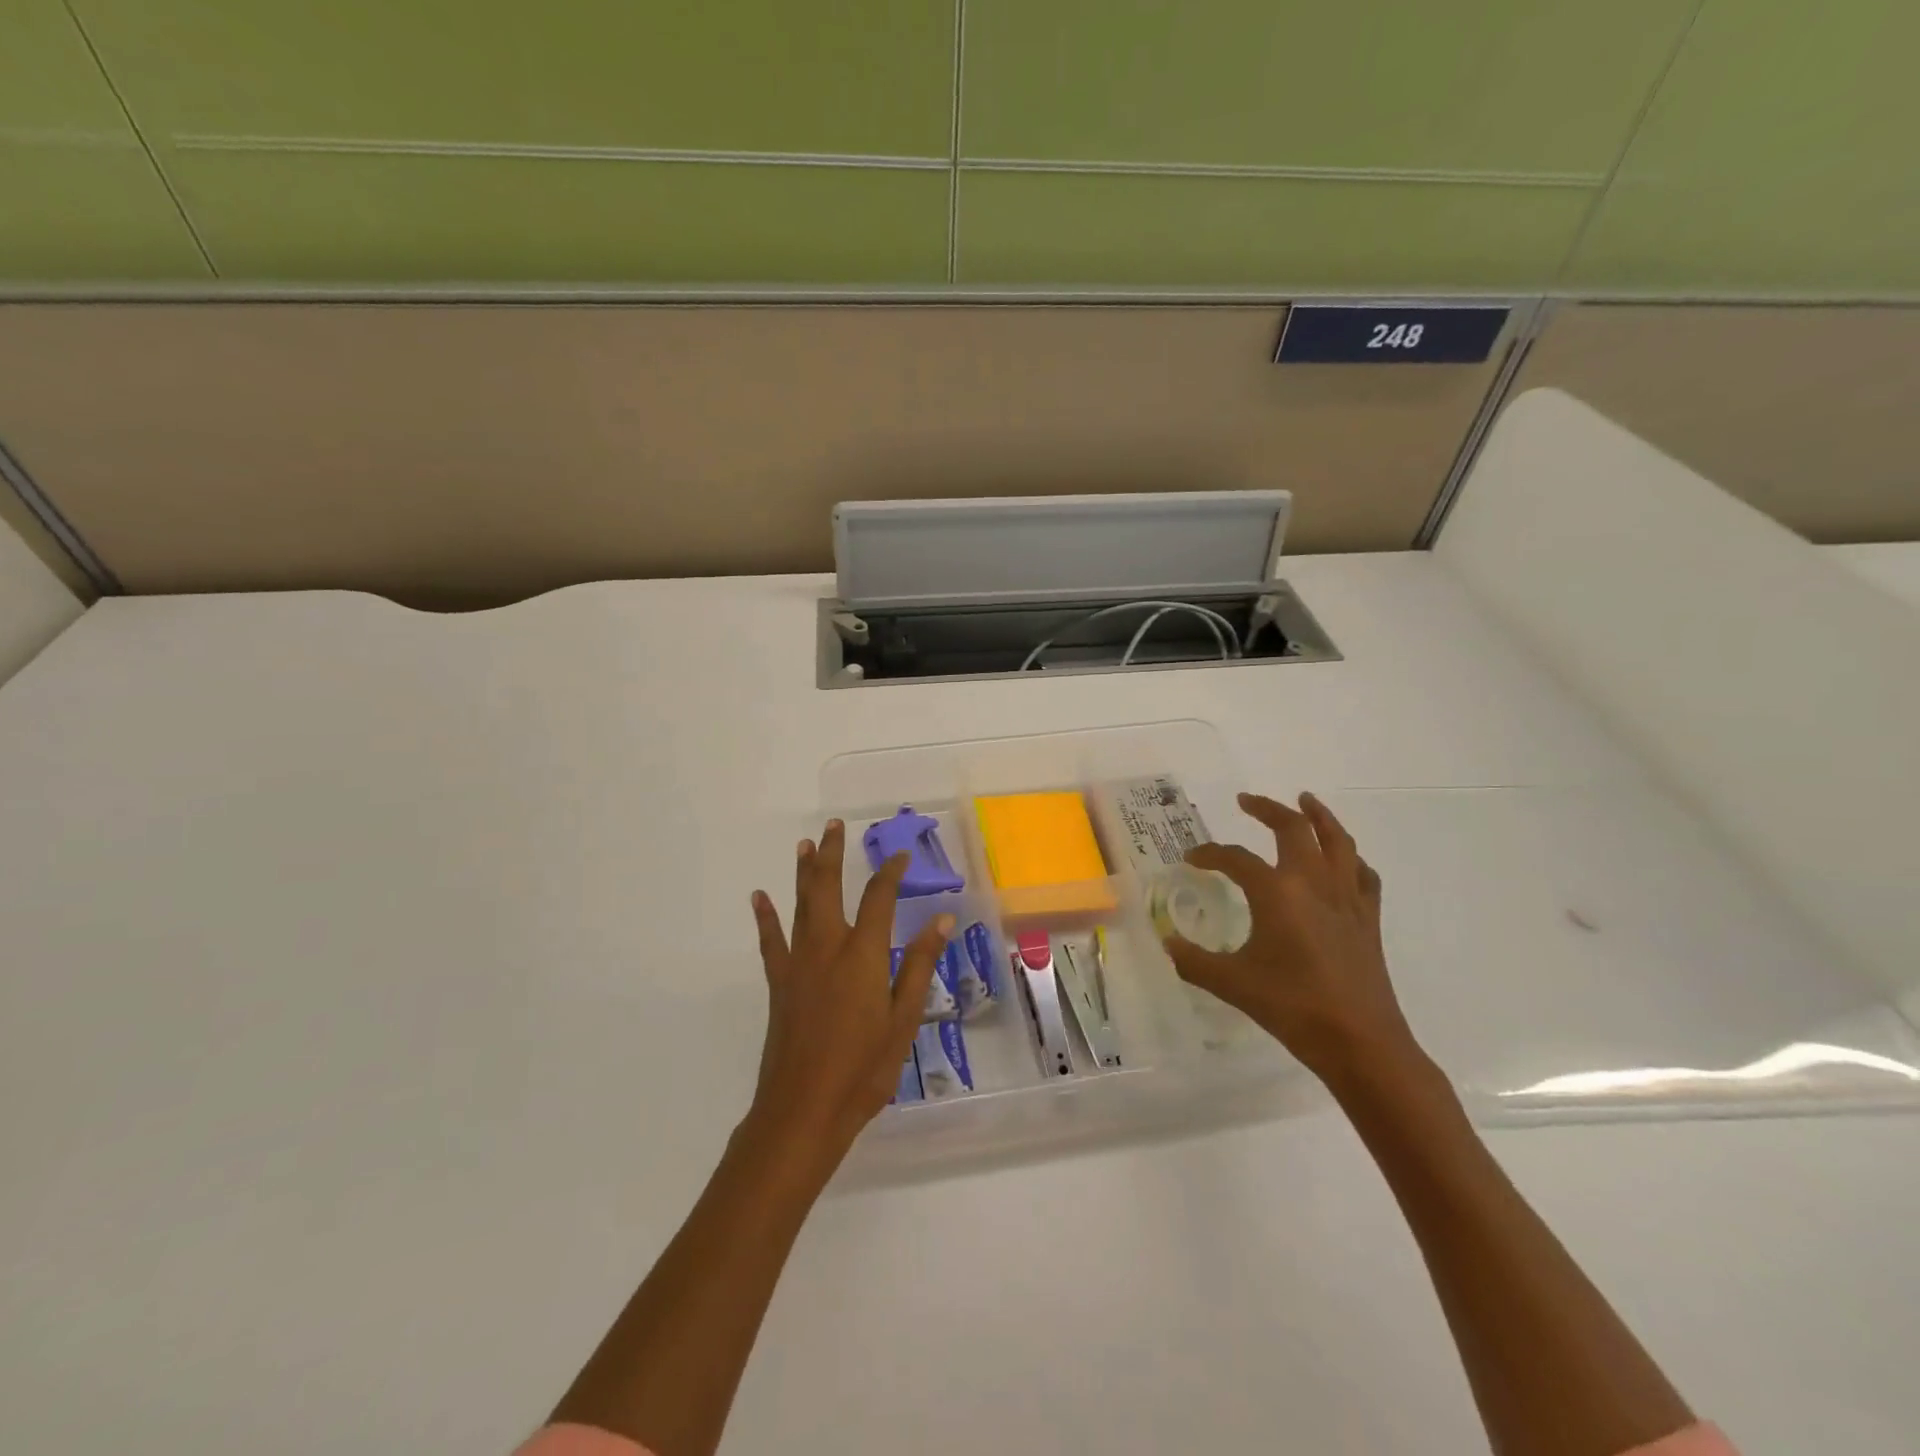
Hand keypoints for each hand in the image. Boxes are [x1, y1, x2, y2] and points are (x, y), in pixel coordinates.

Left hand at [747, 819, 952, 1162]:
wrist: (803, 1110)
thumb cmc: (863, 1068)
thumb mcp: (903, 1018)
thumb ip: (919, 964)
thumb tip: (942, 918)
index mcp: (863, 955)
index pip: (879, 898)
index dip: (891, 873)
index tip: (901, 854)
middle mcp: (828, 947)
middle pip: (828, 888)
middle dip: (832, 854)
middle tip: (833, 826)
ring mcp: (798, 964)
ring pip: (800, 905)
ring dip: (803, 872)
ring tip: (804, 844)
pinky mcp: (779, 984)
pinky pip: (771, 941)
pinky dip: (766, 917)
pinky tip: (760, 897)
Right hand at [1163, 792, 1418, 1084]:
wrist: (1361, 1043)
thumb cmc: (1293, 1007)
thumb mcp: (1232, 984)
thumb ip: (1193, 960)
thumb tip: (1166, 941)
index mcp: (1277, 893)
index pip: (1235, 859)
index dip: (1209, 854)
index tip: (1191, 859)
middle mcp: (1313, 883)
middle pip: (1293, 829)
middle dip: (1267, 809)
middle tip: (1247, 801)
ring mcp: (1346, 898)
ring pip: (1337, 841)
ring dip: (1319, 816)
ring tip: (1305, 801)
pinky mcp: (1368, 918)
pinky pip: (1361, 874)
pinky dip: (1349, 859)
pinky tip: (1342, 861)